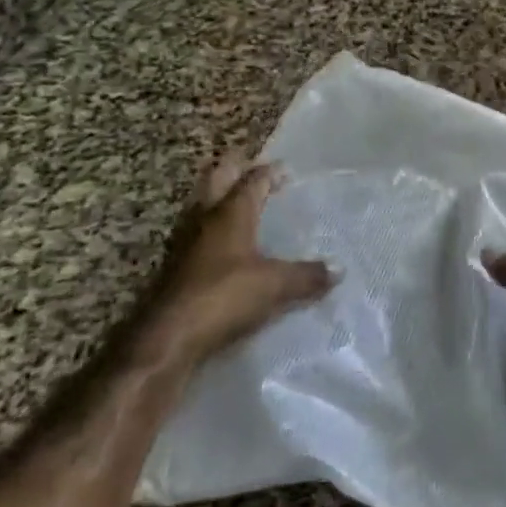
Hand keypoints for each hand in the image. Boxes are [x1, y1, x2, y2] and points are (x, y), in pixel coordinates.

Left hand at [136, 154, 334, 369]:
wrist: (166, 338)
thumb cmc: (223, 296)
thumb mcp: (274, 286)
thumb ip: (307, 275)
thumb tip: (339, 269)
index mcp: (231, 212)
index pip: (253, 179)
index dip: (271, 172)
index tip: (287, 170)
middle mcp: (205, 217)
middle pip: (217, 179)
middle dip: (235, 168)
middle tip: (254, 168)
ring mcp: (185, 241)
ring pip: (202, 204)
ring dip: (219, 197)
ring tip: (240, 203)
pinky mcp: (174, 267)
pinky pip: (196, 233)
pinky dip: (211, 229)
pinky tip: (223, 246)